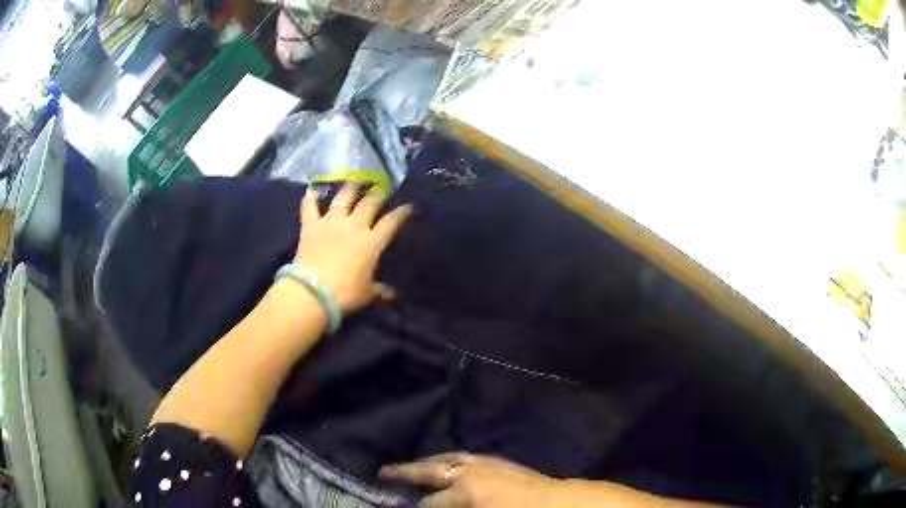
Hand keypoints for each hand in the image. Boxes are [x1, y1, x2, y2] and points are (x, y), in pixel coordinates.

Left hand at [295, 183, 411, 313]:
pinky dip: (310, 198)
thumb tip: (392, 295)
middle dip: (378, 194)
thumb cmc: (345, 294)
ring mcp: (331, 222)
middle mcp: (354, 226)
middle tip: (381, 188)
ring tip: (355, 180)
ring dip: (350, 188)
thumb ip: (380, 291)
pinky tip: (311, 190)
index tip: (408, 206)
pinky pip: (310, 207)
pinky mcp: (311, 226)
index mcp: (372, 242)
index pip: (392, 222)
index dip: (401, 212)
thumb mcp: (367, 294)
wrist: (312, 291)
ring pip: (343, 198)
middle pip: (369, 203)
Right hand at [379, 453, 563, 507]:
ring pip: (445, 458)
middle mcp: (469, 473)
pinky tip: (443, 461)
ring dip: (424, 462)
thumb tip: (427, 505)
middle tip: (382, 471)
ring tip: (406, 465)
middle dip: (404, 473)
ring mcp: (483, 463)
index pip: (428, 503)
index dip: (412, 507)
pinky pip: (464, 455)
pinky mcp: (496, 460)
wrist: (559, 503)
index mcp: (466, 493)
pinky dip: (448, 458)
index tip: (395, 505)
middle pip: (429, 472)